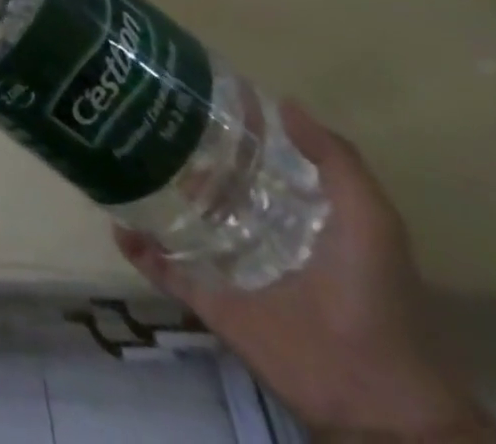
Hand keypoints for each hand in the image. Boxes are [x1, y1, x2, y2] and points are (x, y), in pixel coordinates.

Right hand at [116, 105, 495, 441]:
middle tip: (147, 122)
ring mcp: (236, 271)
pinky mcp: (215, 304)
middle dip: (186, 157)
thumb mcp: (370, 219)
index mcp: (301, 215)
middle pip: (217, 187)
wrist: (377, 401)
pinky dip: (142, 252)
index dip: (234, 128)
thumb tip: (281, 102)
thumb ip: (336, 160)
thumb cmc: (375, 298)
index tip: (197, 94)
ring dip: (158, 197)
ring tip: (124, 161)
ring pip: (186, 223)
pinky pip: (169, 272)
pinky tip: (118, 226)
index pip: (260, 160)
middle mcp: (265, 236)